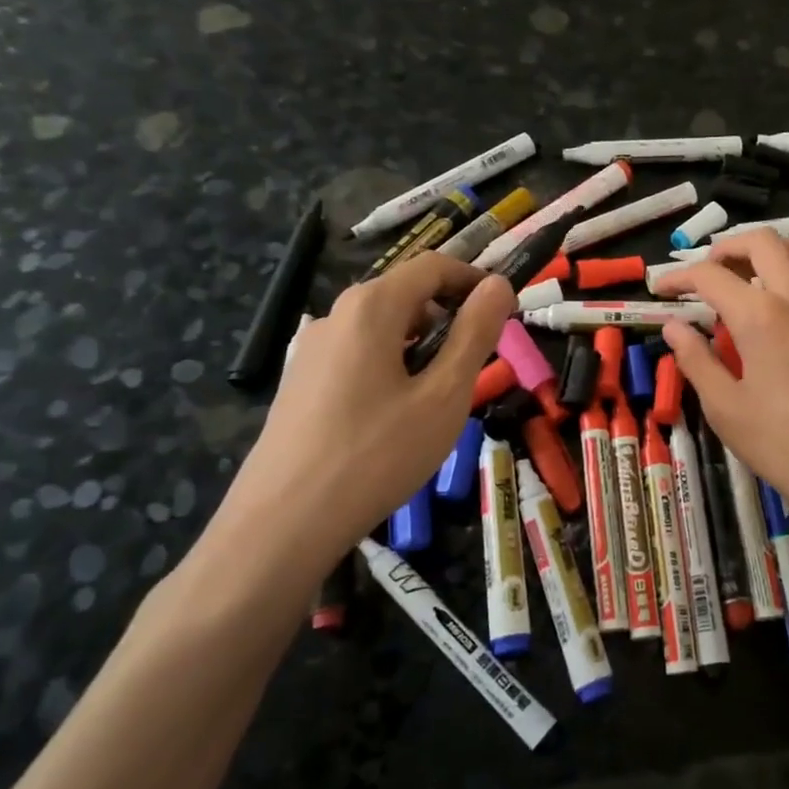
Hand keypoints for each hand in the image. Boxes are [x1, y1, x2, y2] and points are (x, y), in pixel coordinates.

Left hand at [217, 252, 513, 562]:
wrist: (284, 522)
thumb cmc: (378, 454)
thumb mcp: (444, 394)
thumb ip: (475, 334)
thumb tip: (498, 285)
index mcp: (372, 307)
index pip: (433, 265)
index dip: (474, 281)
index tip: (505, 313)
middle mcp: (336, 315)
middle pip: (404, 294)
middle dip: (448, 316)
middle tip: (476, 363)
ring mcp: (311, 349)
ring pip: (381, 328)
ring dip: (420, 345)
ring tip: (438, 397)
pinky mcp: (300, 382)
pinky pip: (357, 355)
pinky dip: (390, 366)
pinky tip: (394, 417)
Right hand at [659, 232, 788, 535]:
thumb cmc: (782, 444)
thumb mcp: (724, 407)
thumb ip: (696, 359)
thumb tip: (673, 327)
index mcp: (760, 317)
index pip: (710, 276)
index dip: (679, 277)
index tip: (661, 288)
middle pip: (761, 242)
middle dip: (726, 248)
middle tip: (707, 273)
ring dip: (769, 252)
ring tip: (749, 276)